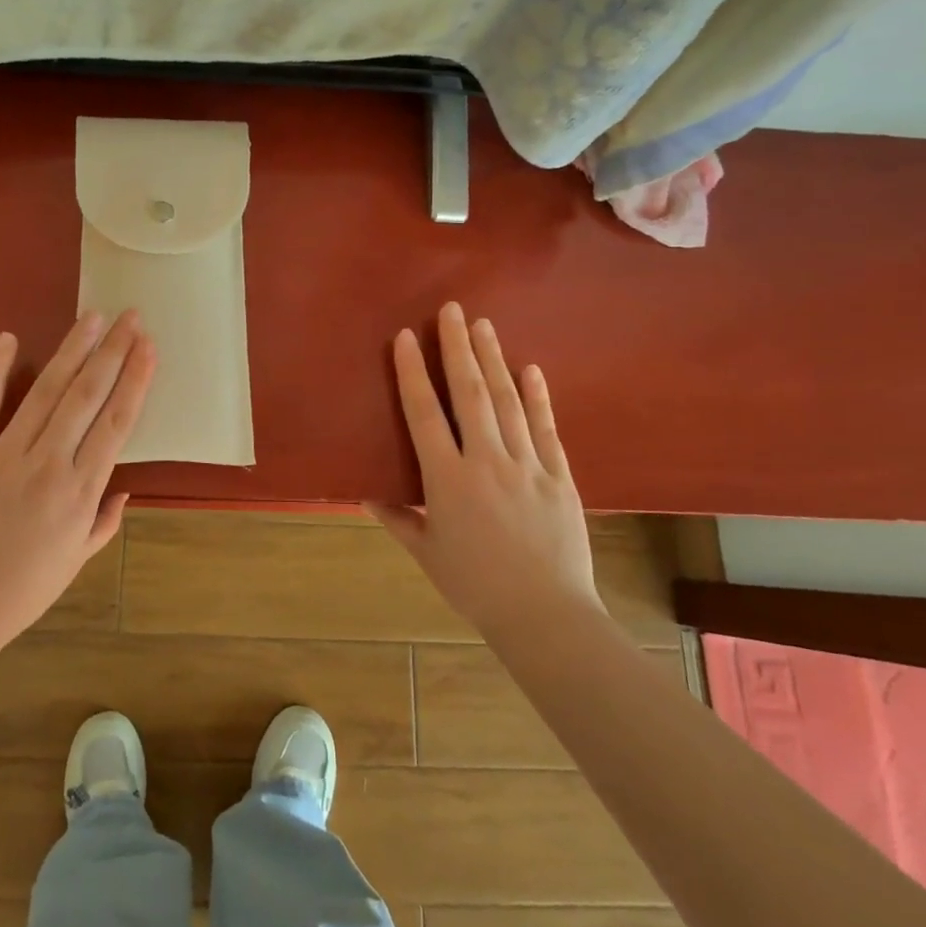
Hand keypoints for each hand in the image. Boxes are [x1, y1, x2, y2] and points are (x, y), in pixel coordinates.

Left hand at [0, 310, 156, 655]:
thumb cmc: (21, 590)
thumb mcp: (75, 562)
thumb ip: (103, 522)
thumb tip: (122, 488)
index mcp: (80, 492)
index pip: (116, 423)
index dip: (135, 380)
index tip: (149, 348)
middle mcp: (48, 465)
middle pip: (87, 396)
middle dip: (113, 351)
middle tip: (130, 317)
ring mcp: (3, 455)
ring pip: (45, 392)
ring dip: (72, 350)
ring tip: (92, 317)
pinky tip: (10, 339)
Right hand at [367, 301, 599, 635]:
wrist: (546, 616)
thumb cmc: (476, 586)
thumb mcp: (427, 554)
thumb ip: (397, 518)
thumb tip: (365, 492)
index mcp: (447, 480)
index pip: (424, 414)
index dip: (412, 372)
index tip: (406, 337)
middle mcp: (486, 462)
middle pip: (469, 394)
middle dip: (458, 348)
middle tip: (453, 310)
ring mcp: (527, 466)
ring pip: (507, 402)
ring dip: (493, 360)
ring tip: (484, 326)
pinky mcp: (559, 477)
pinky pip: (545, 428)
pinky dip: (538, 397)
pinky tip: (531, 370)